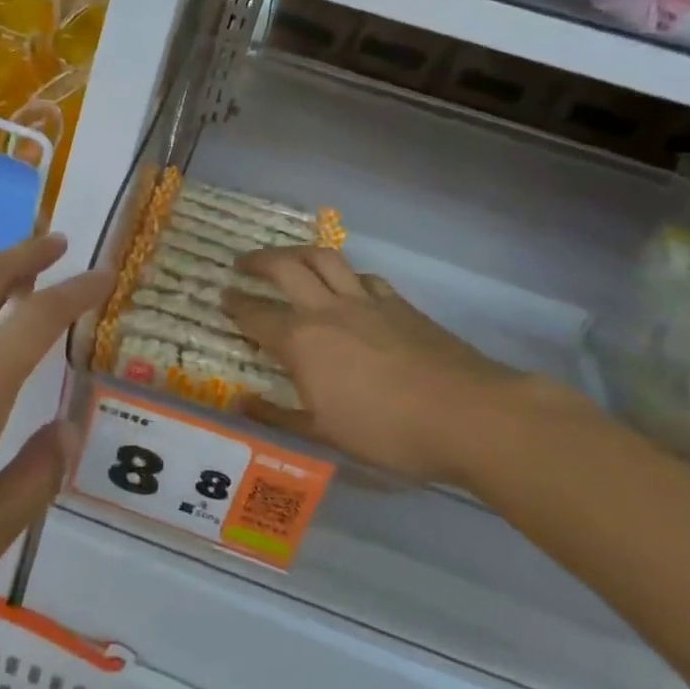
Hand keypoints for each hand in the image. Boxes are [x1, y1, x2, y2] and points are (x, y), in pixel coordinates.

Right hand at [222, 247, 554, 486]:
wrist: (467, 414)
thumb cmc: (388, 431)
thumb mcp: (325, 434)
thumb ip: (278, 416)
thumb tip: (241, 404)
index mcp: (302, 341)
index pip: (256, 315)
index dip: (235, 306)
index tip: (222, 299)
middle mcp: (327, 309)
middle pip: (286, 267)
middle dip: (258, 261)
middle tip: (243, 263)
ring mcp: (366, 301)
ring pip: (325, 259)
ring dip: (299, 253)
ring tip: (288, 259)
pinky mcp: (400, 304)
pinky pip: (364, 277)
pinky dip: (348, 276)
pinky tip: (350, 287)